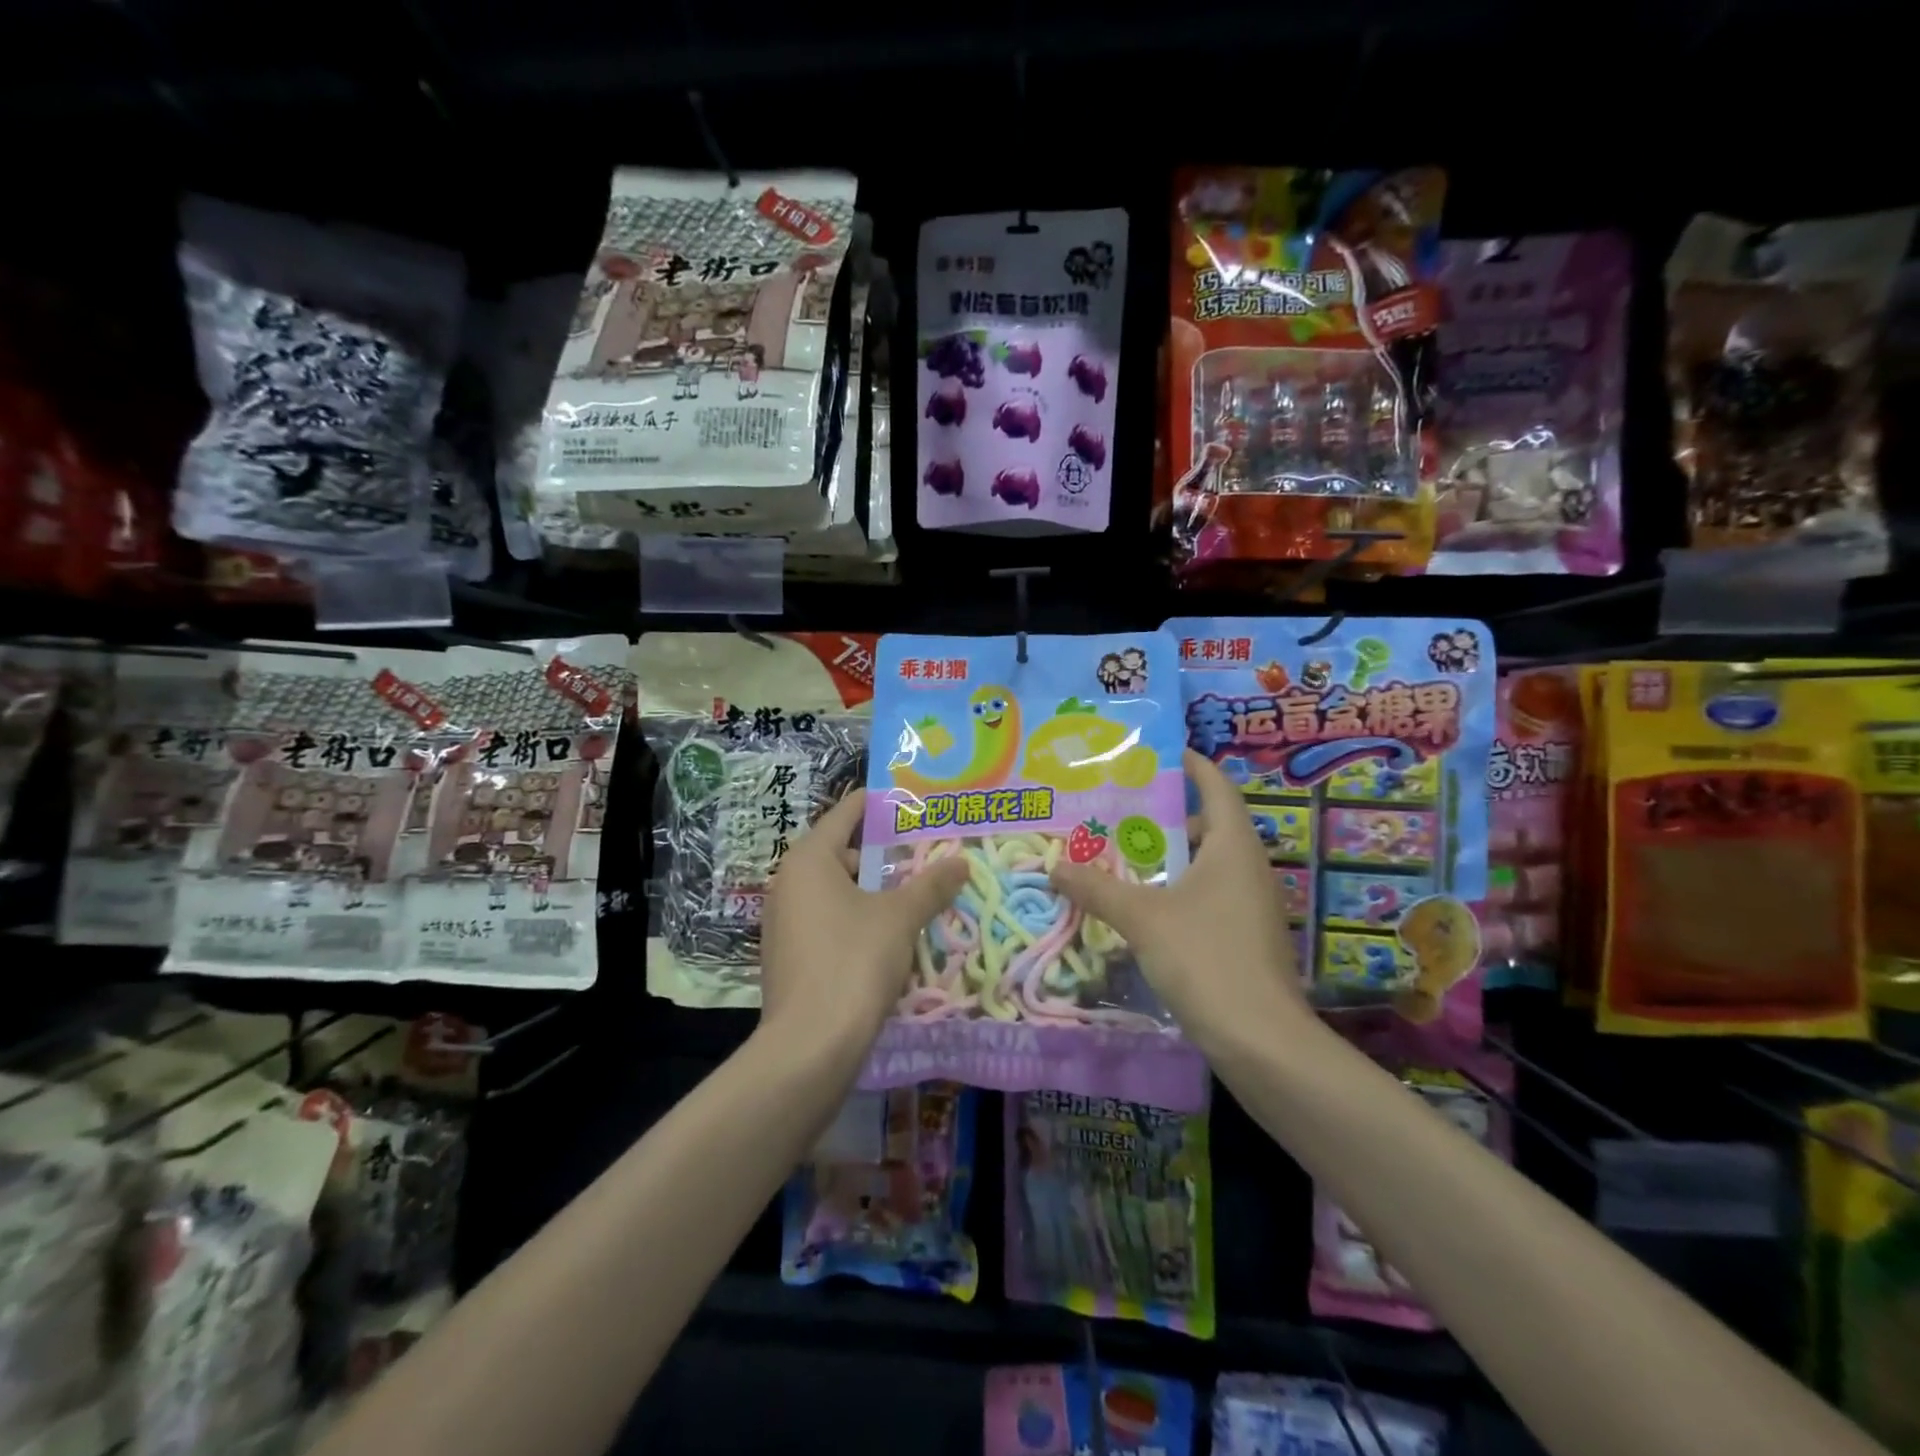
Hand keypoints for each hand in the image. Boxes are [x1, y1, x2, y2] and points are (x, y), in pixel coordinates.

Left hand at [760, 790, 969, 1051]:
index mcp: (808, 859)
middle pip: (839, 851)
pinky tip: (888, 932)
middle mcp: (788, 882)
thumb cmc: (853, 961)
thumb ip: (931, 885)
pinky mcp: (787, 955)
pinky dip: (855, 917)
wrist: (810, 1046)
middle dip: (882, 851)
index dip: (879, 803)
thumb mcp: (900, 917)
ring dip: (871, 888)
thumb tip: (961, 861)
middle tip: (923, 849)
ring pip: (834, 890)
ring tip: (914, 890)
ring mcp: (783, 921)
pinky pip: (826, 920)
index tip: (911, 799)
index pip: (846, 813)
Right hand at [1049, 750, 1306, 1046]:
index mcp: (1233, 846)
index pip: (1216, 786)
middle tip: (1116, 809)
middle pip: (1207, 824)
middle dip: (1163, 815)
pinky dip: (1175, 889)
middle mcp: (1248, 867)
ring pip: (1205, 864)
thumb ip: (1097, 888)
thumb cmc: (1206, 959)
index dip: (1190, 764)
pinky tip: (1140, 904)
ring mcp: (1250, 904)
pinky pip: (1206, 895)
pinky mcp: (1244, 936)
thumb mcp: (1143, 918)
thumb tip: (1054, 865)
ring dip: (1166, 857)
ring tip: (1118, 854)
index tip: (1156, 753)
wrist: (1262, 1041)